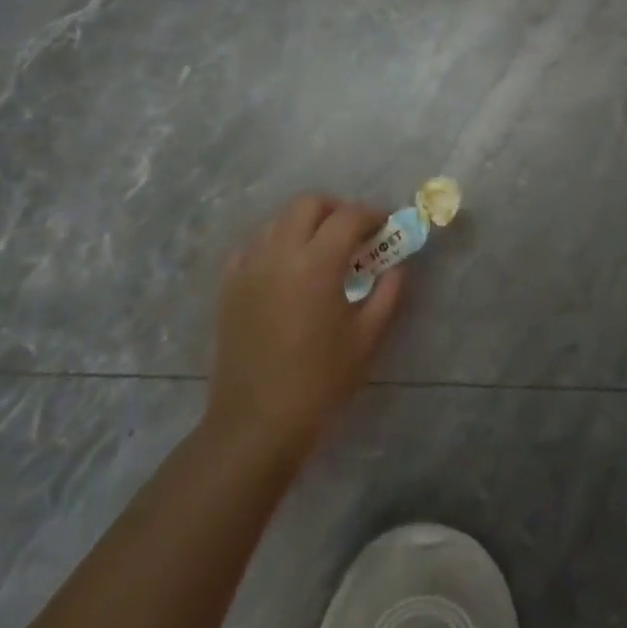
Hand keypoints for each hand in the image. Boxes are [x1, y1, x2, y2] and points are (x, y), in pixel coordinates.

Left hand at [204, 196, 406, 460]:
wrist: (256, 424)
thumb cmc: (319, 383)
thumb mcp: (367, 339)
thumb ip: (388, 293)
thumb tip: (397, 265)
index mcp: (316, 264)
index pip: (348, 216)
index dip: (371, 215)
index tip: (385, 226)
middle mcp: (279, 253)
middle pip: (308, 204)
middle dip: (335, 209)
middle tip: (353, 234)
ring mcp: (249, 266)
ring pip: (278, 220)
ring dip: (305, 224)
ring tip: (321, 251)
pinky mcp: (229, 285)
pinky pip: (253, 245)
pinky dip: (275, 244)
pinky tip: (286, 270)